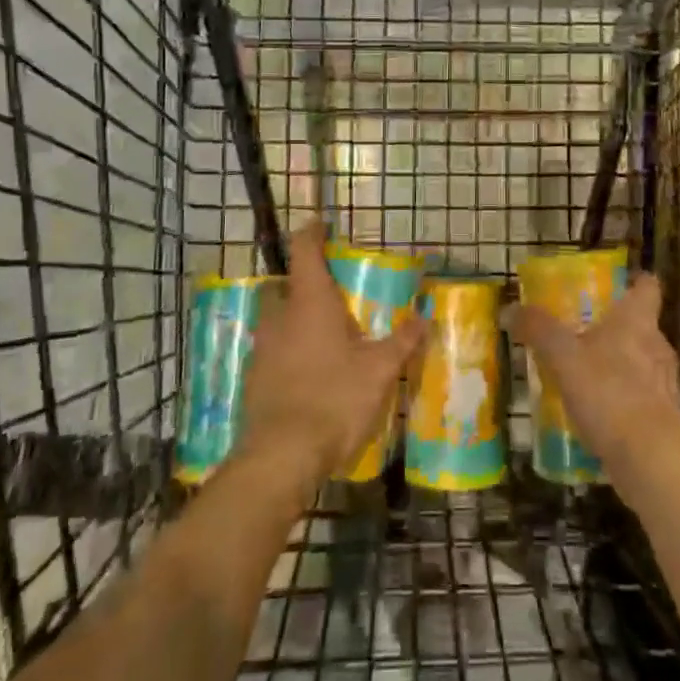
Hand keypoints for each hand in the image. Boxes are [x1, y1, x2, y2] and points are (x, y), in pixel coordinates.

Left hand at [237, 223, 425, 489]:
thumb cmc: (334, 398)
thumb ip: (403, 340)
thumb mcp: (379, 370)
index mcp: (309, 303)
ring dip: (294, 318)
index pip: (304, 250)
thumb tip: (426, 316)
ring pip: (275, 319)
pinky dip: (287, 350)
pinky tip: (308, 371)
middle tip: (330, 292)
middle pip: (283, 285)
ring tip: (323, 334)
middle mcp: (279, 317)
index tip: (322, 224)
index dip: (312, 232)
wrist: (282, 456)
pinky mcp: (253, 379)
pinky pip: (271, 350)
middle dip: (302, 282)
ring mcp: (261, 349)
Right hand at [508, 274, 679, 503]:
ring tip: (586, 372)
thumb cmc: (609, 394)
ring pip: (642, 361)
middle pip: (642, 325)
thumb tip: (509, 309)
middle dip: (616, 326)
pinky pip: (642, 396)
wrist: (649, 460)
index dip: (635, 280)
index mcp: (637, 322)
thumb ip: (538, 330)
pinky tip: (598, 411)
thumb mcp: (563, 357)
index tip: (618, 281)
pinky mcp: (664, 417)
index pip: (647, 287)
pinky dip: (623, 397)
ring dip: (619, 363)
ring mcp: (665, 383)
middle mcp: (657, 346)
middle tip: (584, 328)